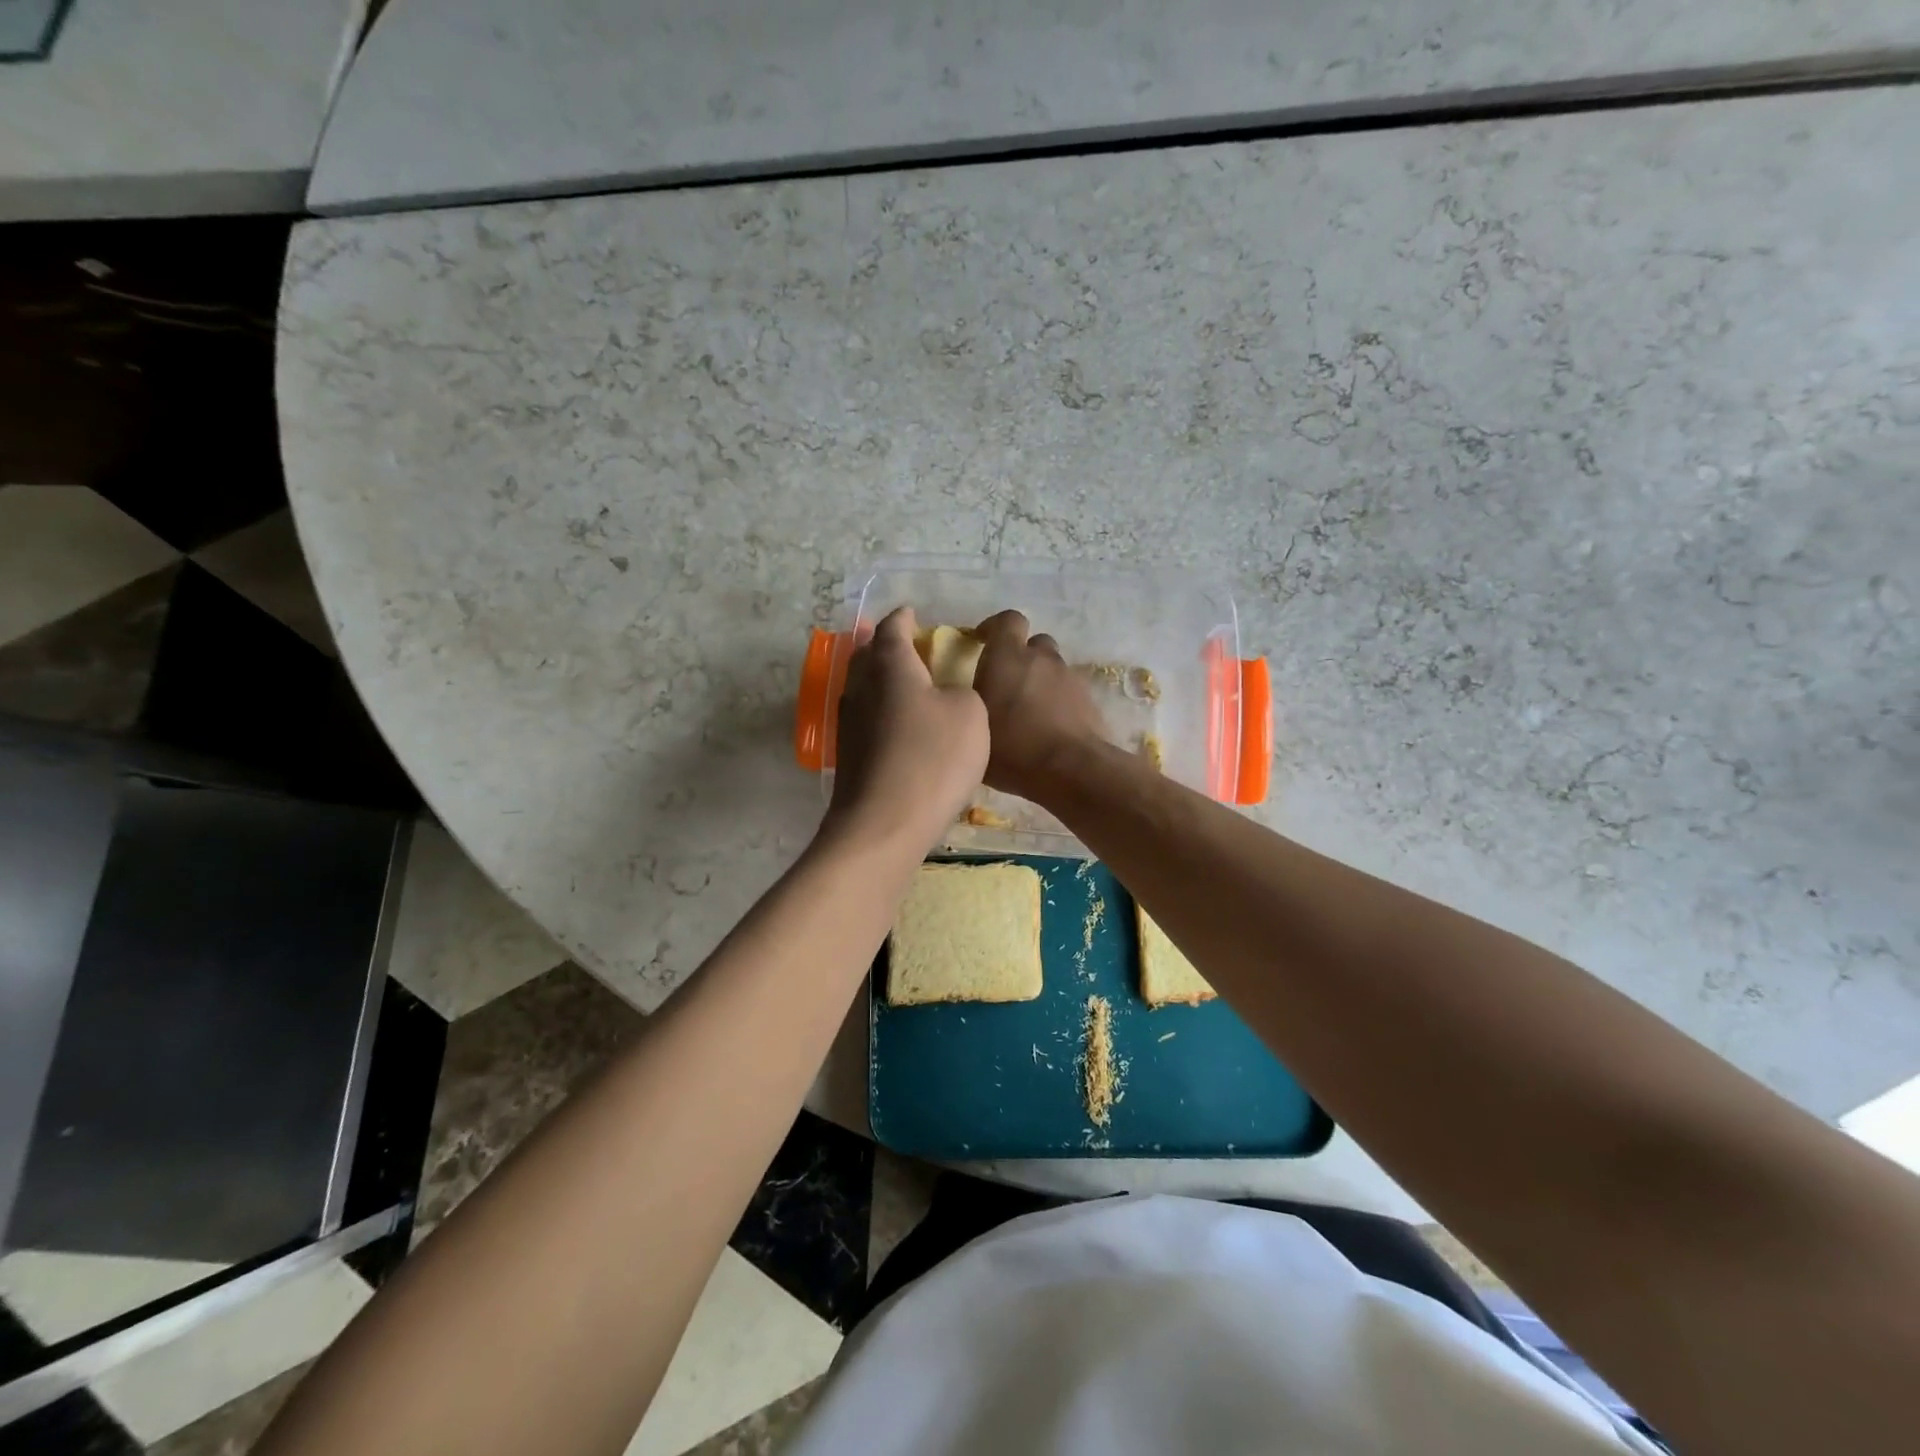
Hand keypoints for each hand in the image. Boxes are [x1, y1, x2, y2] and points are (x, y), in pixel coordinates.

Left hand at [823, 607, 988, 853]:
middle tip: (908, 646)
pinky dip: (882, 713)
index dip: (904, 618)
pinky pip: (866, 720)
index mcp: (890, 666)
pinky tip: (900, 726)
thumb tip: (946, 695)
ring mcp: (849, 724)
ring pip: (863, 689)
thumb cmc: (933, 758)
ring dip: (882, 681)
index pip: (892, 629)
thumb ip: (962, 691)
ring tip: (906, 684)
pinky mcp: (849, 757)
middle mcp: (861, 688)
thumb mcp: (970, 713)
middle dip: (885, 646)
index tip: (913, 614)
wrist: (885, 823)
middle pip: (867, 655)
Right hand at [972, 610, 1105, 804]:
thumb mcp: (973, 729)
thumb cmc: (1013, 748)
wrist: (1072, 770)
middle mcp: (1042, 659)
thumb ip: (969, 707)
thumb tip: (965, 702)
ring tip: (1029, 711)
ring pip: (1053, 668)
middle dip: (1022, 657)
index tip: (982, 641)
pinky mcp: (1090, 700)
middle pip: (1035, 644)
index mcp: (1008, 657)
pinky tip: (1049, 728)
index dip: (995, 627)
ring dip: (1041, 681)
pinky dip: (1059, 702)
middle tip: (1008, 683)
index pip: (1008, 620)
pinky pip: (1069, 692)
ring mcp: (1070, 678)